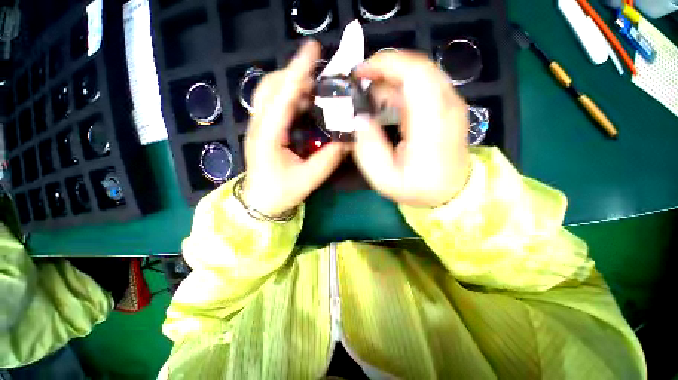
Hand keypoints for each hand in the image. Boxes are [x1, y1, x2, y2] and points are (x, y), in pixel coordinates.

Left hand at [243, 40, 347, 216]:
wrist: (260, 203)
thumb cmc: (281, 193)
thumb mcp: (309, 178)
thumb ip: (330, 158)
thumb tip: (349, 140)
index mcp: (268, 136)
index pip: (283, 96)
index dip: (298, 71)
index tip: (312, 49)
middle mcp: (259, 125)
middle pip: (271, 86)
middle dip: (295, 74)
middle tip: (320, 74)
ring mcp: (259, 126)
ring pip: (271, 93)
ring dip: (293, 84)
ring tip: (316, 86)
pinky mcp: (264, 130)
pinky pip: (275, 105)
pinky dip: (291, 97)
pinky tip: (306, 102)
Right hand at [352, 51, 469, 207]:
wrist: (452, 192)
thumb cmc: (418, 189)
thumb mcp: (384, 178)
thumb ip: (369, 149)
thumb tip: (360, 118)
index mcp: (432, 124)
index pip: (415, 74)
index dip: (385, 64)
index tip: (359, 73)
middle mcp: (447, 106)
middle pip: (418, 66)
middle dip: (384, 67)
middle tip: (359, 81)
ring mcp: (451, 104)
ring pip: (420, 72)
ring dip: (390, 77)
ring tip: (368, 94)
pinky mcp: (447, 107)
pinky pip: (423, 84)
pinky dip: (400, 86)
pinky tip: (384, 101)